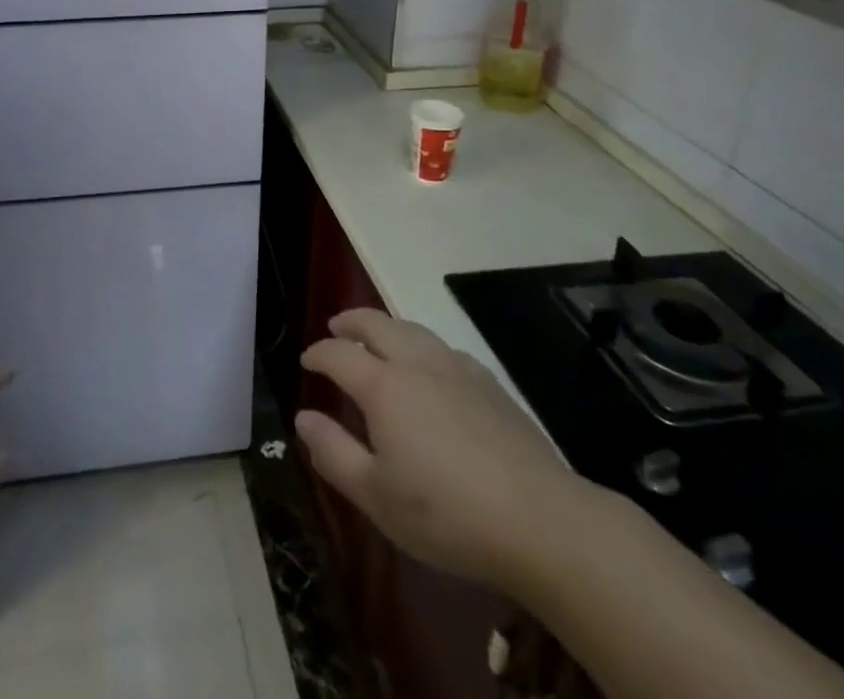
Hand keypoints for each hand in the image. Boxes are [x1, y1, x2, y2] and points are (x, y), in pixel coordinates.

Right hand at [295, 309, 593, 593]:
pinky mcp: (489, 384)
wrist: (540, 521)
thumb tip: (303, 418)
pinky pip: (445, 348)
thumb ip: (334, 453)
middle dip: (350, 322)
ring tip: (377, 338)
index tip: (307, 360)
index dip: (318, 354)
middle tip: (335, 327)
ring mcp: (457, 369)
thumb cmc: (447, 515)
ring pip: (412, 329)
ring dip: (387, 327)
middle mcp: (417, 363)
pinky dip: (423, 346)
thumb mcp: (377, 497)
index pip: (339, 354)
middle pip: (376, 324)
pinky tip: (431, 367)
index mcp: (384, 386)